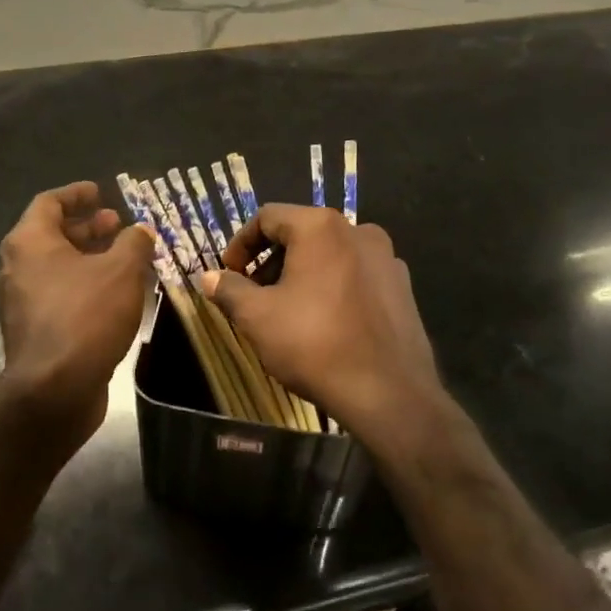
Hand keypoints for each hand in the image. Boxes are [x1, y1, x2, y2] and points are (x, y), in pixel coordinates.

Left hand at [0, 181, 155, 441]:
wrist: (54, 390)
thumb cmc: (86, 316)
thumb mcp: (121, 270)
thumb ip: (134, 243)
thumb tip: (141, 230)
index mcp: (29, 242)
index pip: (49, 203)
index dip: (76, 194)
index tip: (100, 192)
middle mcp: (16, 268)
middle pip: (51, 235)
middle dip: (87, 228)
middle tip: (117, 225)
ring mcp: (20, 302)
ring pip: (55, 267)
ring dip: (88, 258)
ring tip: (123, 259)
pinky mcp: (31, 332)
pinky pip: (58, 295)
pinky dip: (83, 285)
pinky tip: (114, 295)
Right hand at [203, 205, 443, 445]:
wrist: (389, 393)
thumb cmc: (314, 344)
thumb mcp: (257, 317)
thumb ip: (229, 290)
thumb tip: (207, 277)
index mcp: (321, 227)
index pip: (268, 217)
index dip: (240, 244)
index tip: (229, 275)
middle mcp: (358, 230)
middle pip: (301, 234)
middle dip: (271, 261)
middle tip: (254, 295)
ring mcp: (387, 258)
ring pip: (331, 254)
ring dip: (302, 274)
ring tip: (288, 311)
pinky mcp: (403, 286)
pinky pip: (357, 275)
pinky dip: (334, 287)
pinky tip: (326, 323)